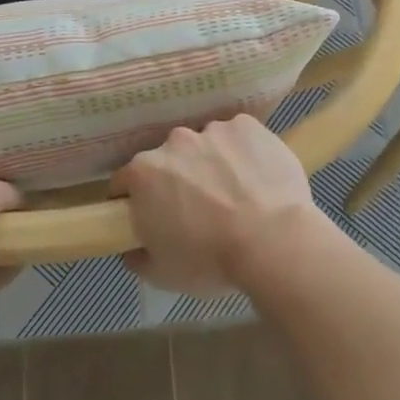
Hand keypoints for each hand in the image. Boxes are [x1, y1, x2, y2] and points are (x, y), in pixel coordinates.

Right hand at [113, 115, 332, 296]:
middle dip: (178, 179)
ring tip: (236, 195)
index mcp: (144, 173)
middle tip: (199, 210)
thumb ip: (138, 257)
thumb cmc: (211, 260)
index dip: (135, 200)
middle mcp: (173, 142)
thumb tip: (131, 248)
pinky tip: (257, 178)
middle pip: (169, 159)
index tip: (151, 217)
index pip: (125, 181)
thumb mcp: (162, 273)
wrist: (273, 241)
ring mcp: (211, 130)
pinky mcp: (246, 125)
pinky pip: (238, 137)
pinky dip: (243, 152)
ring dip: (212, 164)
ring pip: (205, 146)